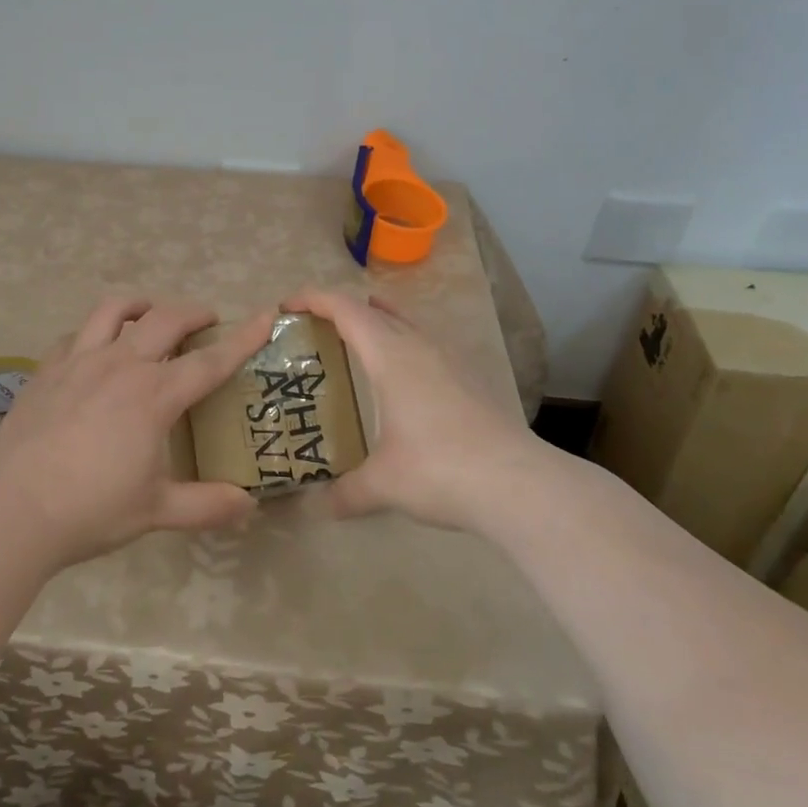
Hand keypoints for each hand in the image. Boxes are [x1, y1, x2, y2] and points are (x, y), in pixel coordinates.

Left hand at [0, 297, 274, 566]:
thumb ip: (206, 505)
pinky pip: (76, 334)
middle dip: (193, 312)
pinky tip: (96, 350)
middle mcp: (121, 365)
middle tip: (207, 321)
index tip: (266, 314)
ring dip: (141, 305)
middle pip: (165, 319)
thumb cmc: (90, 511)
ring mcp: (79, 361)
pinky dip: (96, 332)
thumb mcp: (155, 511)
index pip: (210, 360)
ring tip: (150, 314)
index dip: (243, 337)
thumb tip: (248, 506)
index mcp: (154, 396)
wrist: (11, 511)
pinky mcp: (46, 369)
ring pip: (115, 310)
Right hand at [286, 287, 550, 530]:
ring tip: (354, 342)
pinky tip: (401, 378)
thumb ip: (347, 492)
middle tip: (314, 328)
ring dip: (376, 321)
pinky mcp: (469, 378)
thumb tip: (319, 507)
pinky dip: (401, 343)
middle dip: (341, 309)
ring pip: (406, 322)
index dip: (314, 299)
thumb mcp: (384, 485)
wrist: (519, 484)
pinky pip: (425, 343)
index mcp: (391, 356)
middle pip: (374, 308)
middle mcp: (419, 346)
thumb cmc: (441, 470)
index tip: (287, 305)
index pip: (346, 309)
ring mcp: (449, 359)